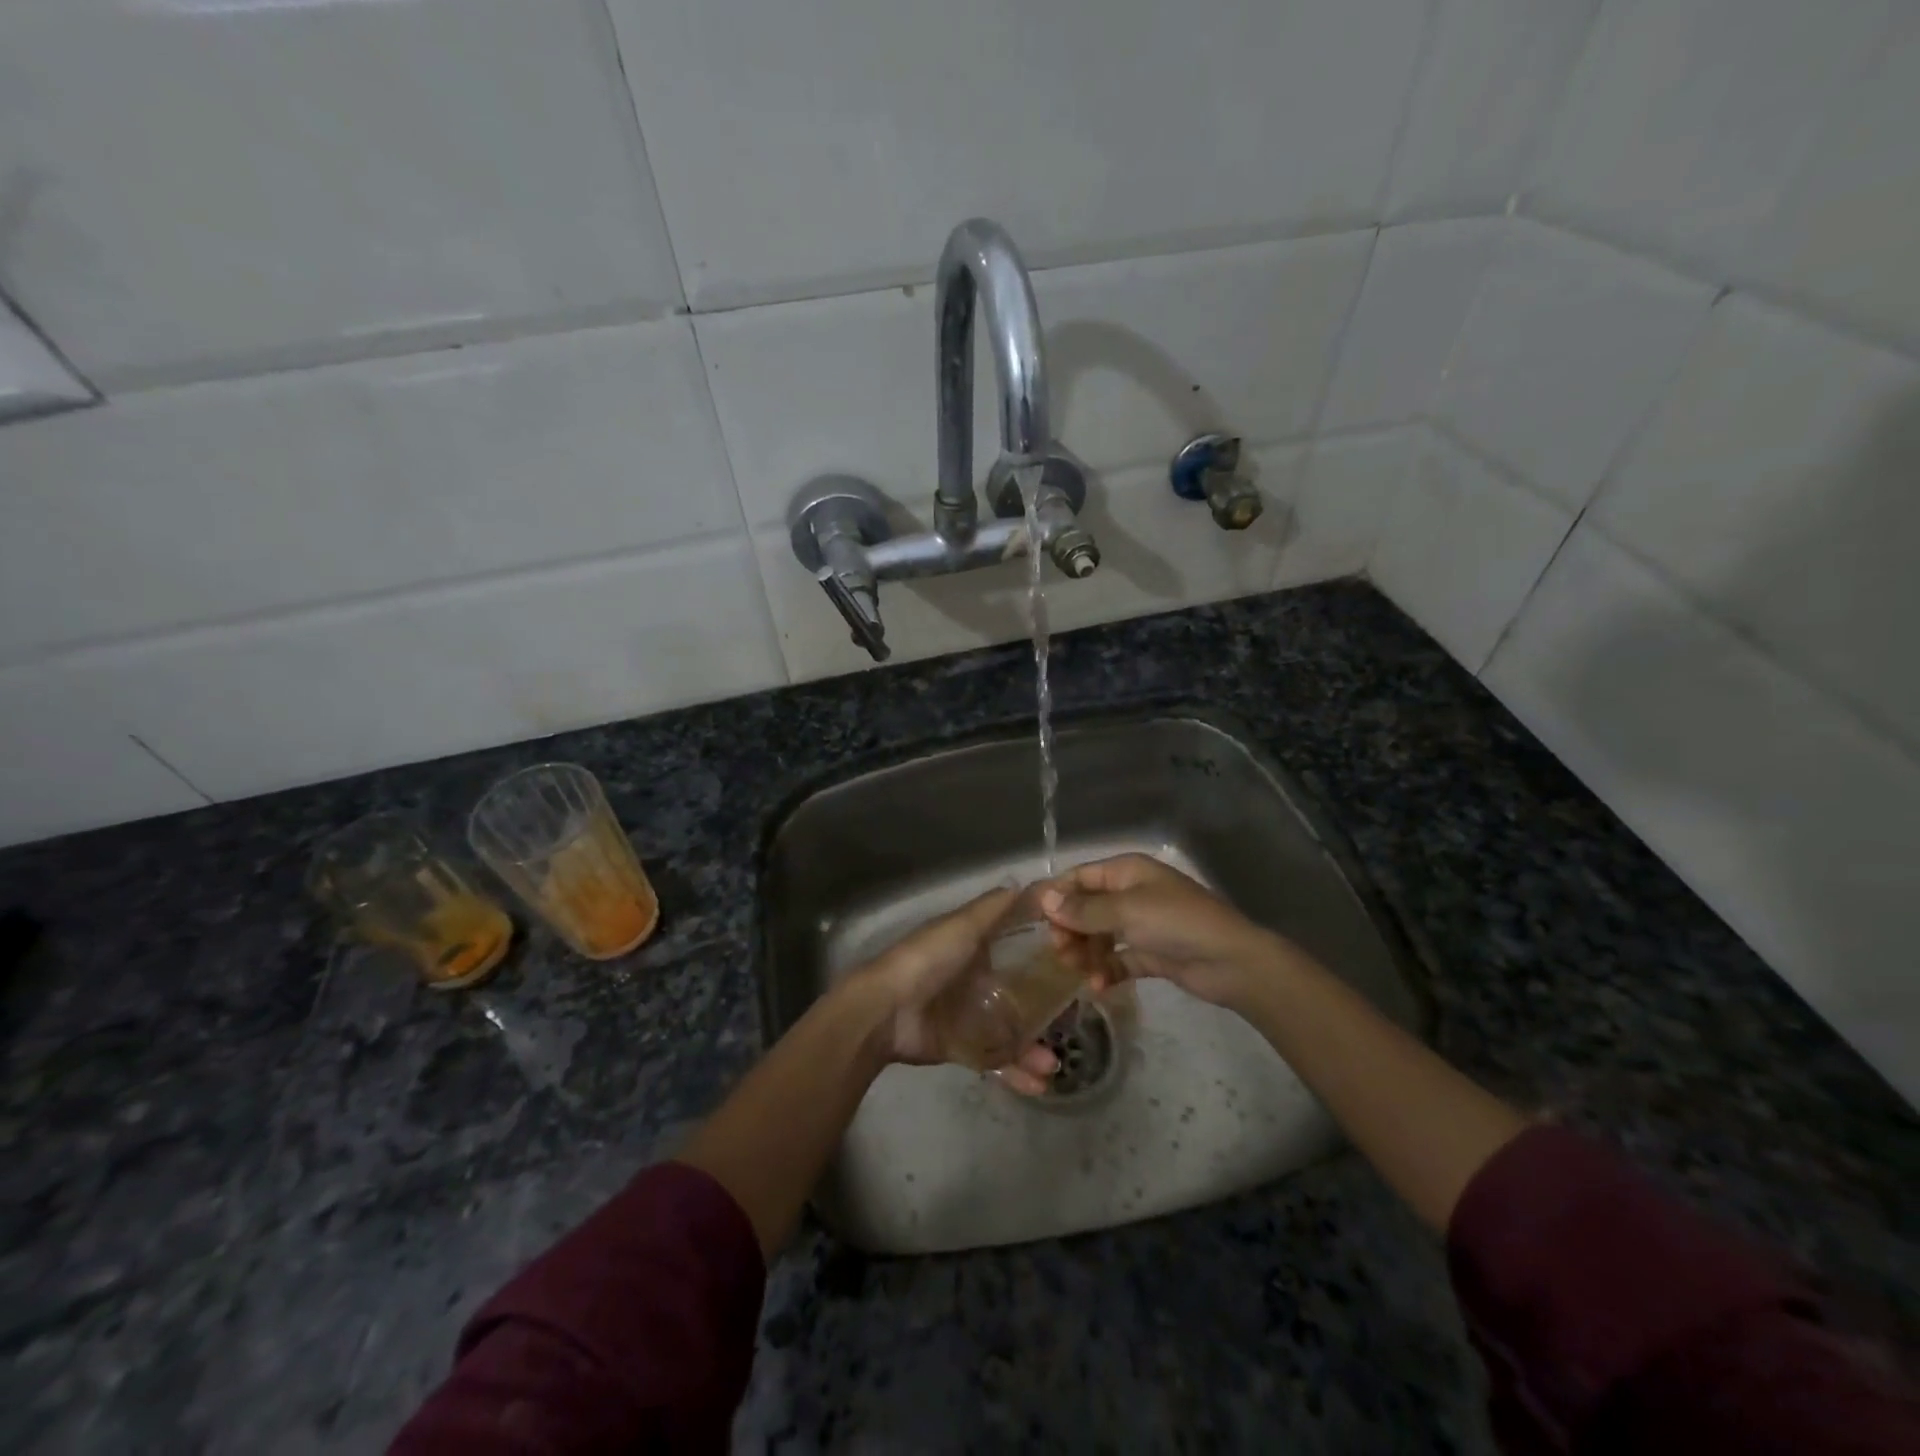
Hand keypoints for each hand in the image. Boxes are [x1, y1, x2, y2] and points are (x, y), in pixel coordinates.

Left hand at [848, 886, 1059, 1093]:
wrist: (885, 1010)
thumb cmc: (927, 960)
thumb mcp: (961, 926)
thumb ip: (994, 908)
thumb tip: (1028, 883)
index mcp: (975, 947)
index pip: (1019, 948)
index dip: (1046, 954)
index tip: (1079, 961)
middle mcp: (976, 980)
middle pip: (1020, 994)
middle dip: (1047, 1010)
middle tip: (1075, 1021)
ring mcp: (970, 1016)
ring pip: (1012, 1031)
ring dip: (1034, 1048)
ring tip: (1054, 1064)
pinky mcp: (962, 1048)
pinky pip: (995, 1060)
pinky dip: (1016, 1071)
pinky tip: (1039, 1083)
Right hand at [1040, 854, 1293, 1009]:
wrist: (1232, 962)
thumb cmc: (1177, 923)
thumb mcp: (1127, 911)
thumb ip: (1084, 909)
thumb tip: (1045, 900)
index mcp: (1127, 872)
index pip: (1080, 877)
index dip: (1057, 896)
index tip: (1035, 921)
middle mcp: (1131, 894)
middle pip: (1087, 908)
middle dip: (1070, 929)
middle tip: (1060, 952)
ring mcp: (1142, 925)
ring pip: (1100, 936)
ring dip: (1086, 953)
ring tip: (1080, 973)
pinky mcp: (1151, 954)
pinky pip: (1118, 959)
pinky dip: (1106, 971)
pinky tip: (1098, 986)